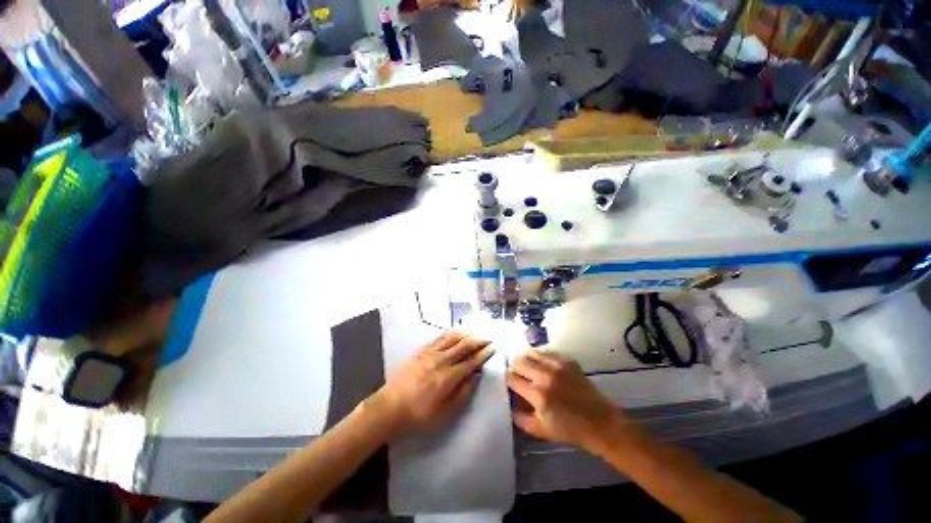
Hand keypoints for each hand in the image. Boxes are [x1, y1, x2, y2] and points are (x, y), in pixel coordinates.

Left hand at [369, 331, 493, 436]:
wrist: (390, 407)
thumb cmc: (419, 414)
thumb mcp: (444, 412)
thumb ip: (462, 393)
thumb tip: (475, 376)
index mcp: (449, 377)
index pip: (471, 361)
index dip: (484, 354)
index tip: (493, 348)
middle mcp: (442, 361)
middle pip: (464, 345)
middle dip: (479, 340)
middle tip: (488, 338)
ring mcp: (431, 353)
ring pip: (453, 337)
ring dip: (466, 333)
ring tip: (475, 332)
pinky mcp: (422, 351)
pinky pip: (439, 337)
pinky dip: (450, 333)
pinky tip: (456, 331)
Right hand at [508, 350, 628, 449]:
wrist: (599, 422)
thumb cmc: (568, 429)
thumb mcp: (539, 430)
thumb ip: (519, 417)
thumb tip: (508, 402)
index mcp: (538, 395)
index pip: (511, 378)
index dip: (507, 380)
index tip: (510, 384)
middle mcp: (545, 375)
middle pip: (518, 361)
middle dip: (515, 368)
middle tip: (518, 375)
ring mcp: (557, 365)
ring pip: (530, 352)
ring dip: (526, 360)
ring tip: (529, 368)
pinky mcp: (567, 360)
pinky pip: (545, 351)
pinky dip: (539, 356)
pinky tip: (541, 364)